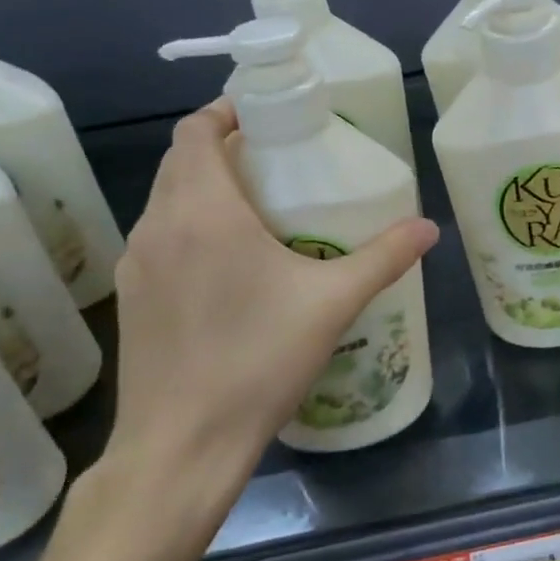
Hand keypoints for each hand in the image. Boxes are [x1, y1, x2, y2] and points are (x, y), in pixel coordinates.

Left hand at [99, 101, 438, 531]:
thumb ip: (384, 257)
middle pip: (181, 160)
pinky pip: (160, 235)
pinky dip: (190, 223)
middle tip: (277, 156)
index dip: (226, 111)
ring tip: (258, 203)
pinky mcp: (130, 297)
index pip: (195, 131)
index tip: (267, 114)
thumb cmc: (257, 361)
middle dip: (223, 146)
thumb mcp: (333, 303)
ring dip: (204, 185)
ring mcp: (137, 263)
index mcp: (203, 210)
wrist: (180, 449)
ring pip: (167, 198)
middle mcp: (159, 225)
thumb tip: (429, 228)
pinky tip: (229, 260)